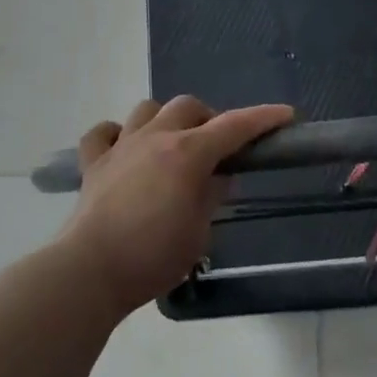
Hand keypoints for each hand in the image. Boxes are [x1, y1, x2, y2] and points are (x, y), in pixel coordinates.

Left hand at [58, 95, 294, 314]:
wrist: (92, 269)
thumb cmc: (154, 256)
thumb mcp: (199, 232)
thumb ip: (211, 196)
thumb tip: (219, 176)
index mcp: (188, 154)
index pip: (234, 126)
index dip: (262, 118)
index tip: (285, 115)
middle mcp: (155, 138)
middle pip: (188, 107)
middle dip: (209, 118)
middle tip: (219, 146)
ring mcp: (121, 146)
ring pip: (147, 110)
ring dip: (166, 119)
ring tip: (173, 143)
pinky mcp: (93, 163)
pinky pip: (103, 133)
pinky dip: (116, 134)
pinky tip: (124, 148)